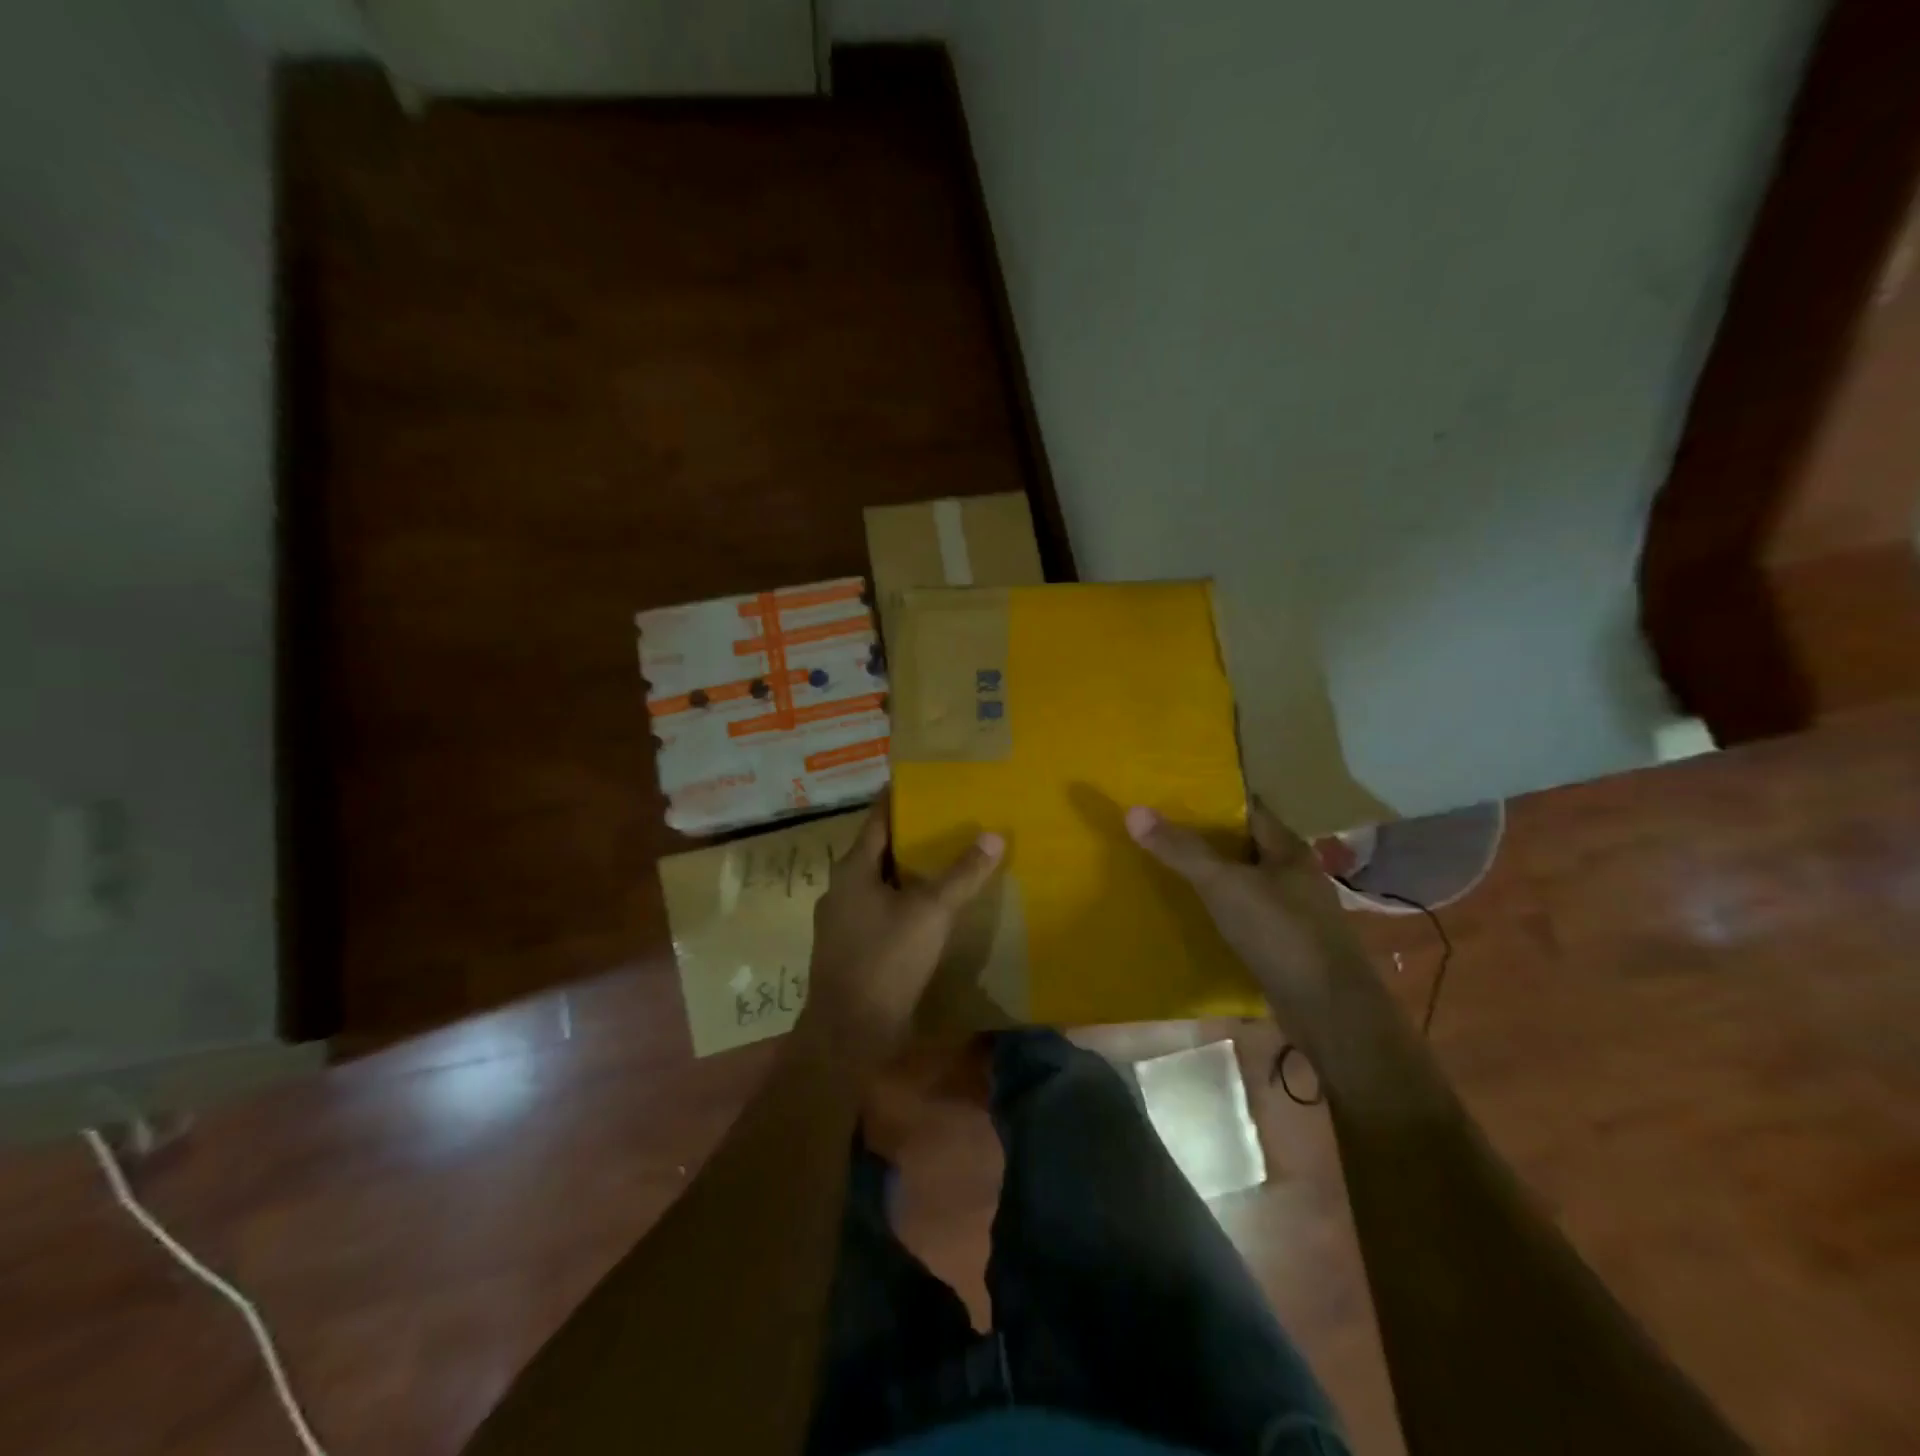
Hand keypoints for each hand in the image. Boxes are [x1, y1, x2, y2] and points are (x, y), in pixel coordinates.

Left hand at [802, 791, 1005, 1063]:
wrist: (848, 1032)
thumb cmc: (886, 960)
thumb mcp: (930, 913)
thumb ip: (961, 875)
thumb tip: (993, 835)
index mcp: (853, 869)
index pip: (878, 819)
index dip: (900, 798)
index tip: (925, 782)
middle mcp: (841, 889)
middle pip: (879, 851)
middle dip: (911, 837)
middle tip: (950, 821)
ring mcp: (841, 921)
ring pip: (879, 884)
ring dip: (908, 873)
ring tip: (946, 862)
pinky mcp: (850, 949)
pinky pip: (879, 912)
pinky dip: (903, 903)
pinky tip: (929, 911)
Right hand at [1126, 801, 1369, 1034]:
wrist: (1329, 1012)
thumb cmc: (1280, 934)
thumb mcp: (1223, 885)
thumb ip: (1181, 850)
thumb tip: (1133, 810)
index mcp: (1289, 850)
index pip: (1248, 809)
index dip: (1213, 800)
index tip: (1173, 795)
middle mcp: (1295, 875)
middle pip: (1244, 845)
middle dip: (1206, 838)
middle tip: (1159, 831)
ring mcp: (1293, 912)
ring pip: (1245, 882)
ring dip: (1213, 876)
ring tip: (1167, 869)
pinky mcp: (1286, 945)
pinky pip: (1246, 915)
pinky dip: (1221, 910)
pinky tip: (1193, 914)